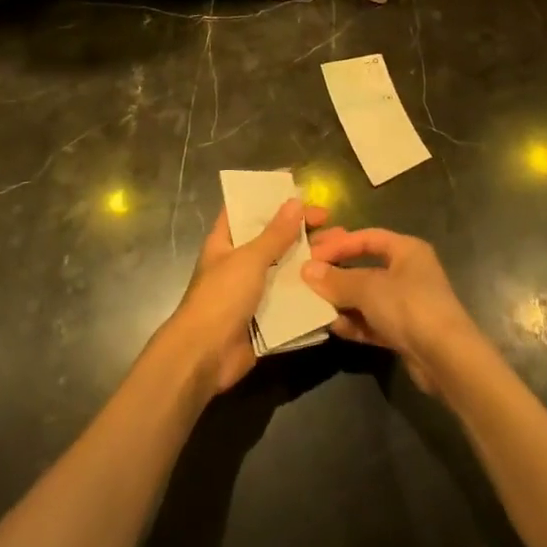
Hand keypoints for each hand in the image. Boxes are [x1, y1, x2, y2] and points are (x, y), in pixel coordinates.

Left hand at [164, 200, 327, 398]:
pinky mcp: (265, 317)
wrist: (205, 356)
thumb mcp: (249, 259)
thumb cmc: (221, 297)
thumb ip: (274, 234)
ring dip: (310, 261)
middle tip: (331, 222)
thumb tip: (295, 201)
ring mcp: (252, 292)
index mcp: (225, 242)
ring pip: (285, 270)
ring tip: (341, 250)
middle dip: (300, 231)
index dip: (269, 198)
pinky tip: (334, 284)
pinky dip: (308, 292)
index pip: (245, 211)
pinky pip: (290, 299)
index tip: (299, 190)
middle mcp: (239, 263)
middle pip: (272, 240)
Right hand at [303, 229, 485, 394]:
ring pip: (368, 298)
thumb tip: (307, 270)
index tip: (311, 254)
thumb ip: (336, 280)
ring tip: (315, 305)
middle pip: (366, 268)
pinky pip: (373, 322)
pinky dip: (355, 324)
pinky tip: (334, 328)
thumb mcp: (368, 288)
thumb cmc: (409, 307)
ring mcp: (408, 304)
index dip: (338, 244)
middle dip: (338, 274)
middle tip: (307, 279)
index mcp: (407, 250)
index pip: (366, 238)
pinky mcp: (406, 332)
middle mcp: (409, 272)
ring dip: (343, 302)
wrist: (447, 358)